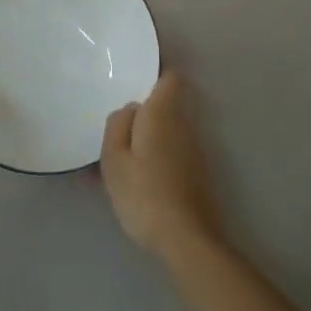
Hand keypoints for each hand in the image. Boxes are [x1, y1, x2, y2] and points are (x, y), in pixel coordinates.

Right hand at [101, 70, 222, 260]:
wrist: (185, 239)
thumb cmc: (143, 193)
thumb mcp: (114, 158)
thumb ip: (118, 125)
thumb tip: (130, 109)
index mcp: (163, 113)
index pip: (169, 76)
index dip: (154, 71)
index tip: (132, 74)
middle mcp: (184, 125)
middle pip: (166, 103)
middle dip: (143, 107)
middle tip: (114, 119)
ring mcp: (194, 150)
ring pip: (167, 129)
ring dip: (146, 133)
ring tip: (118, 151)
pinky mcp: (196, 173)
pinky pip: (170, 150)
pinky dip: (154, 154)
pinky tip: (134, 176)